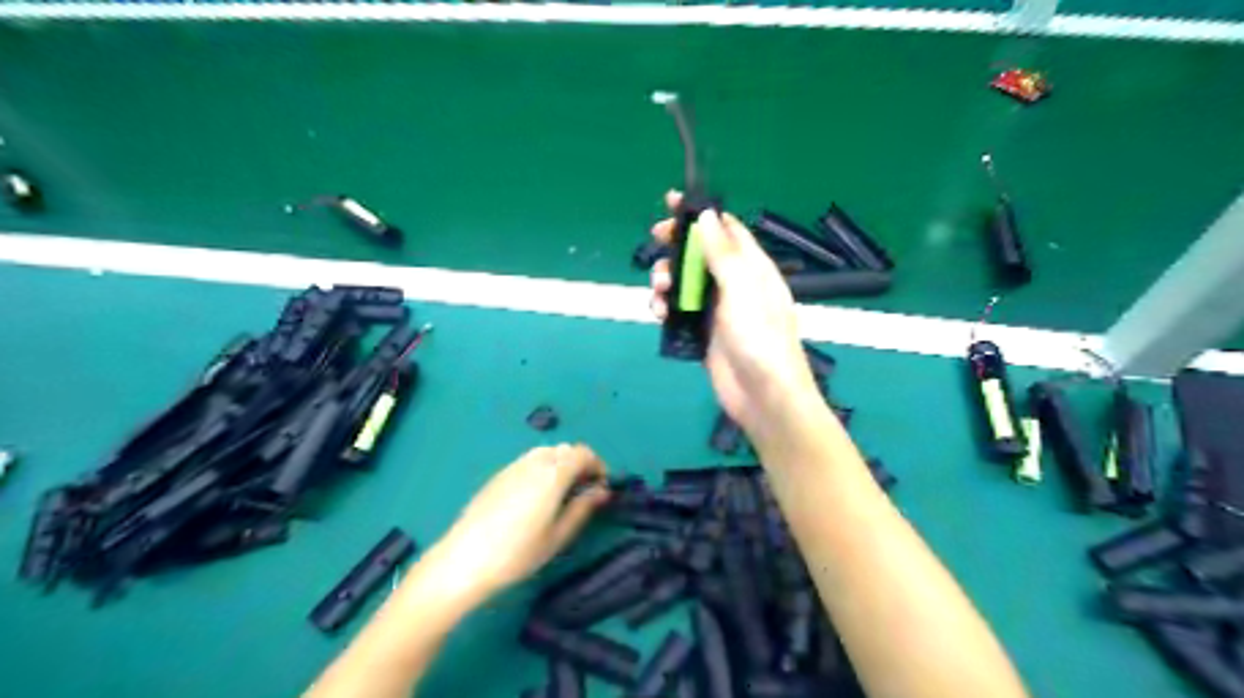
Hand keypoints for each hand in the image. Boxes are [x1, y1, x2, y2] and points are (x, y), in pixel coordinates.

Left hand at [420, 445, 611, 601]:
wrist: (464, 560)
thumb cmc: (517, 553)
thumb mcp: (558, 536)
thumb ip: (582, 509)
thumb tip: (602, 491)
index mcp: (553, 474)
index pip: (583, 453)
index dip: (597, 465)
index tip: (601, 487)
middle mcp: (534, 462)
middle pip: (565, 449)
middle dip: (580, 464)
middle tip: (584, 491)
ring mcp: (513, 466)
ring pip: (545, 452)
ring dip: (560, 464)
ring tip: (561, 493)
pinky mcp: (498, 476)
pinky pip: (528, 461)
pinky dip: (542, 468)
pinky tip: (536, 496)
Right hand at [652, 191, 822, 434]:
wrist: (763, 397)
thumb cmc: (760, 338)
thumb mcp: (742, 290)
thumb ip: (722, 254)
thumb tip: (707, 215)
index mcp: (752, 268)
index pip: (726, 229)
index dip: (701, 214)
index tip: (672, 202)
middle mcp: (734, 284)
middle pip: (700, 254)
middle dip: (677, 245)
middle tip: (656, 237)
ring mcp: (718, 310)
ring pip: (685, 283)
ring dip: (668, 279)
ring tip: (659, 289)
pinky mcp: (703, 333)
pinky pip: (679, 312)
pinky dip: (666, 308)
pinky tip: (659, 313)